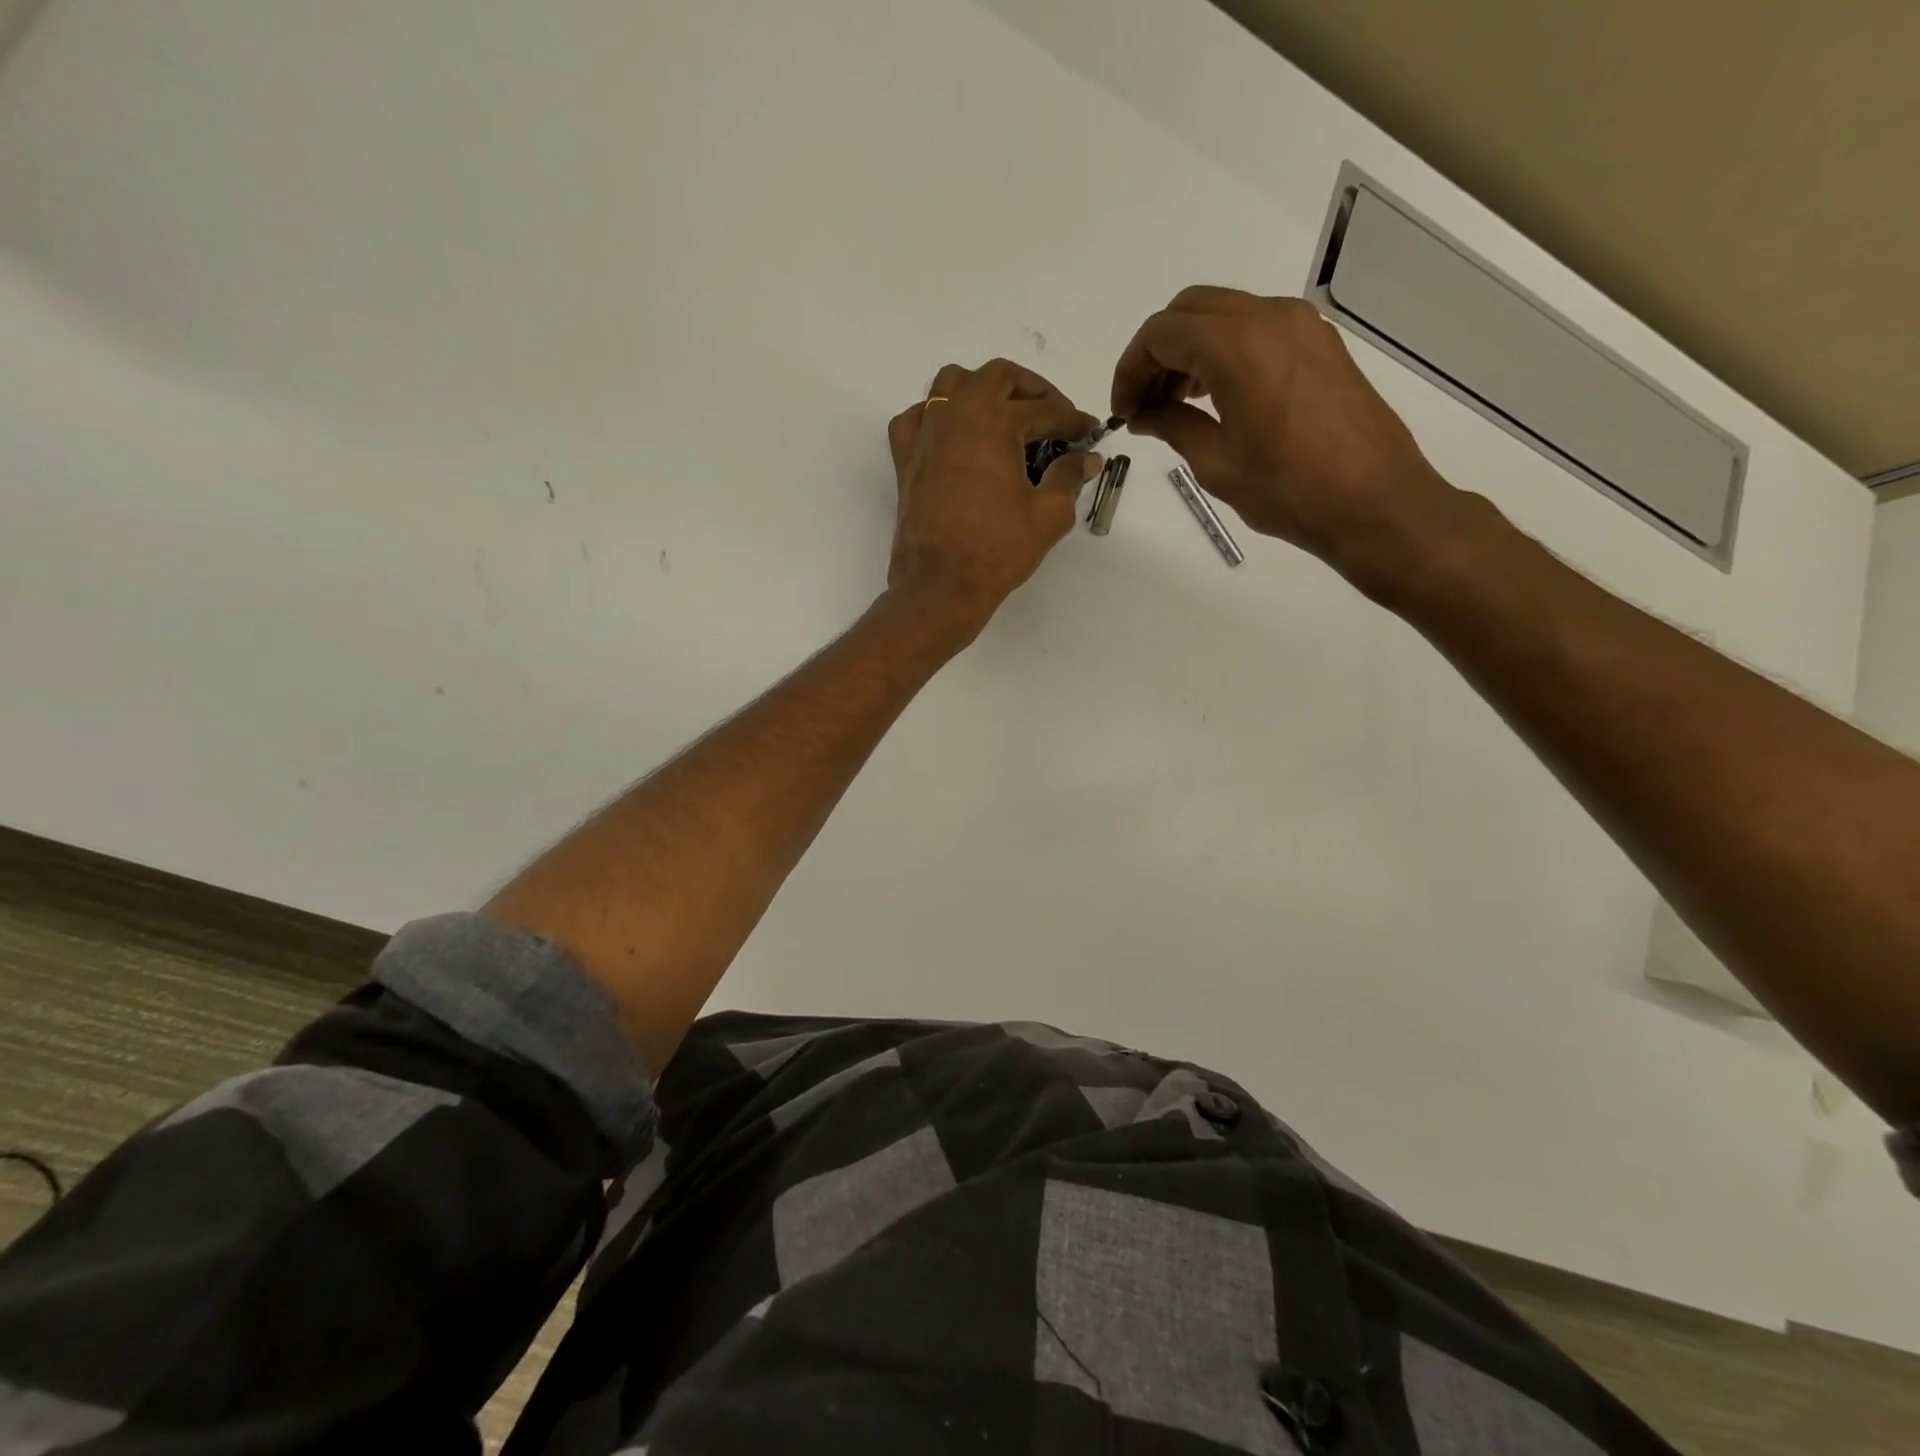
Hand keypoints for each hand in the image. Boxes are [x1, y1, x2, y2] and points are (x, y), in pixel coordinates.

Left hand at [885, 359, 1103, 640]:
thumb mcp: (1048, 515)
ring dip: (982, 389)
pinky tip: (953, 436)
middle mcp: (956, 415)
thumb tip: (1086, 459)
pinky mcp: (905, 459)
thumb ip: (1069, 477)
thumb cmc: (997, 550)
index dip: (1072, 420)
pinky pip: (916, 418)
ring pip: (951, 383)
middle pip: (997, 377)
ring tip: (1003, 417)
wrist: (940, 585)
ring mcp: (925, 435)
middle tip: (1052, 416)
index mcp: (994, 422)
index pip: (1044, 410)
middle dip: (1031, 390)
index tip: (1089, 432)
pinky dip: (936, 416)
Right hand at [1111, 286, 1467, 587]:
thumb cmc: (1289, 490)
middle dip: (1156, 352)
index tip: (1124, 411)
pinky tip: (1216, 397)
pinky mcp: (1320, 342)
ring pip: (1224, 314)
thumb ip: (1174, 426)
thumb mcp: (1217, 464)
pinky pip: (1256, 328)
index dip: (1131, 369)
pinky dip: (1224, 351)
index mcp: (1238, 347)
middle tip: (1144, 404)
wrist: (1375, 501)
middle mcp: (1270, 318)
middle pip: (1190, 310)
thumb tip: (1145, 414)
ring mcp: (1301, 325)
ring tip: (1175, 404)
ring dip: (1190, 349)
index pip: (1162, 333)